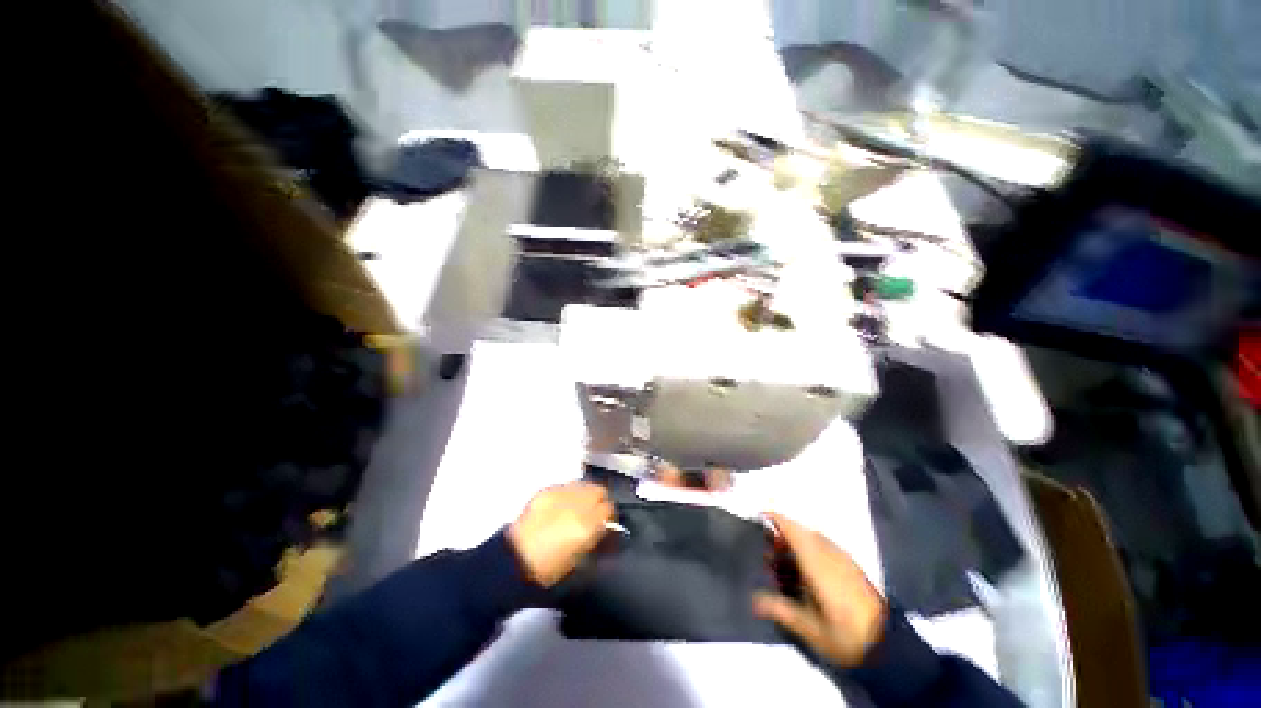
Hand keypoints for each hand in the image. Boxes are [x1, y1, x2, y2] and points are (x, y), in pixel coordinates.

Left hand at [508, 482, 613, 587]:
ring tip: (577, 507)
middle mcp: (577, 503)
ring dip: (585, 494)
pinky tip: (561, 506)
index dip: (610, 515)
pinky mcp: (547, 490)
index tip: (607, 521)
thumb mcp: (580, 559)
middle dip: (599, 500)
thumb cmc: (549, 569)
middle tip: (594, 512)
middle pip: (599, 490)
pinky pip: (565, 486)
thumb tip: (607, 528)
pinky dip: (567, 493)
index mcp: (588, 524)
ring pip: (583, 484)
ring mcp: (561, 493)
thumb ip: (597, 538)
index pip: (609, 508)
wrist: (515, 561)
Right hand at [753, 512, 887, 666]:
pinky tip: (807, 574)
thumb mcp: (810, 629)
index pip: (793, 529)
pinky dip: (810, 550)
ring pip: (813, 539)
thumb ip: (781, 610)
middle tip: (767, 551)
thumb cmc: (846, 636)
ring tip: (784, 564)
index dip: (775, 519)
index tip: (758, 517)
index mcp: (817, 562)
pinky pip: (825, 548)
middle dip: (782, 535)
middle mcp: (830, 553)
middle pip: (802, 532)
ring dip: (796, 543)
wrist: (889, 646)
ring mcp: (843, 560)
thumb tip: (753, 601)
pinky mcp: (852, 568)